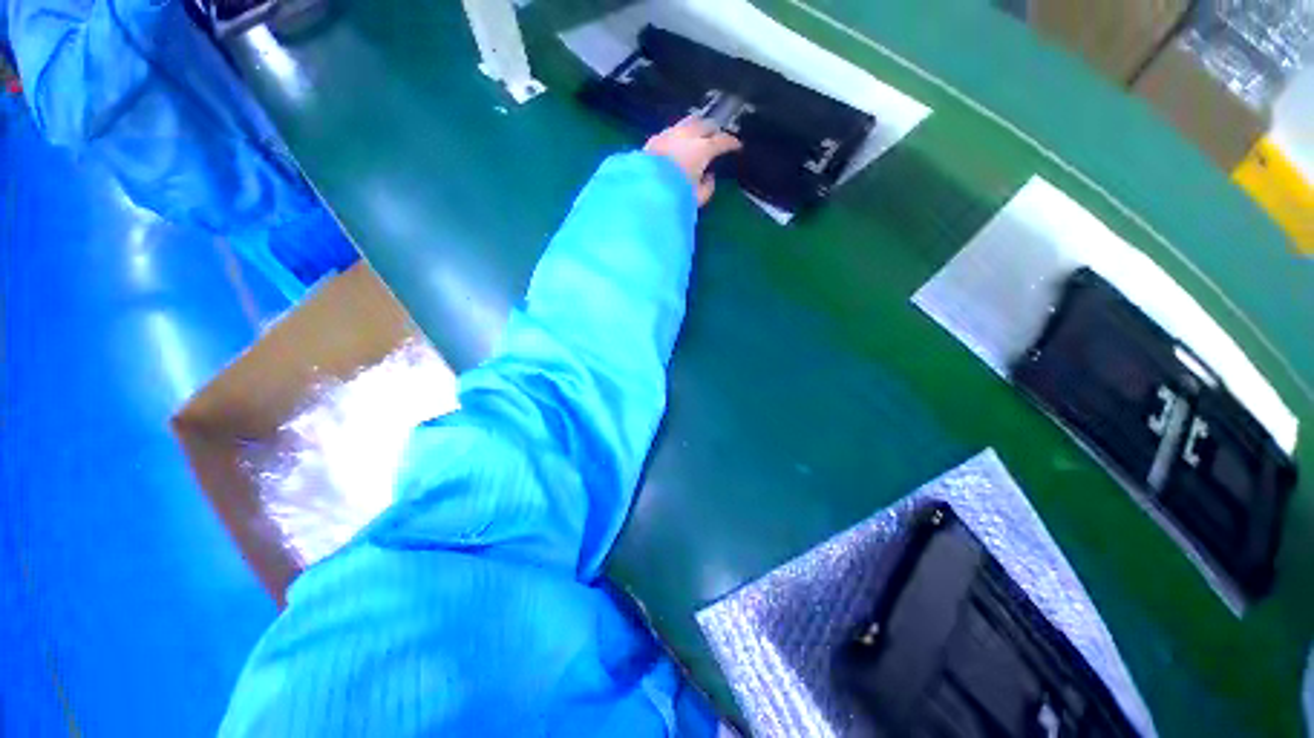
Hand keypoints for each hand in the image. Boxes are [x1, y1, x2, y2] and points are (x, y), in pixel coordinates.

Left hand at [644, 116, 742, 205]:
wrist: (644, 192)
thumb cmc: (676, 197)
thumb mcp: (698, 198)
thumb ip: (708, 187)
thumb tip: (709, 177)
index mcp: (702, 149)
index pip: (722, 141)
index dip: (732, 143)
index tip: (737, 146)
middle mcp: (688, 136)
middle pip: (706, 124)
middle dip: (714, 130)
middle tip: (718, 137)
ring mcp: (669, 134)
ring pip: (688, 122)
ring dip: (697, 126)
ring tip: (699, 134)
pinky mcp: (655, 139)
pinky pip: (672, 130)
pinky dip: (680, 133)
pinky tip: (678, 140)